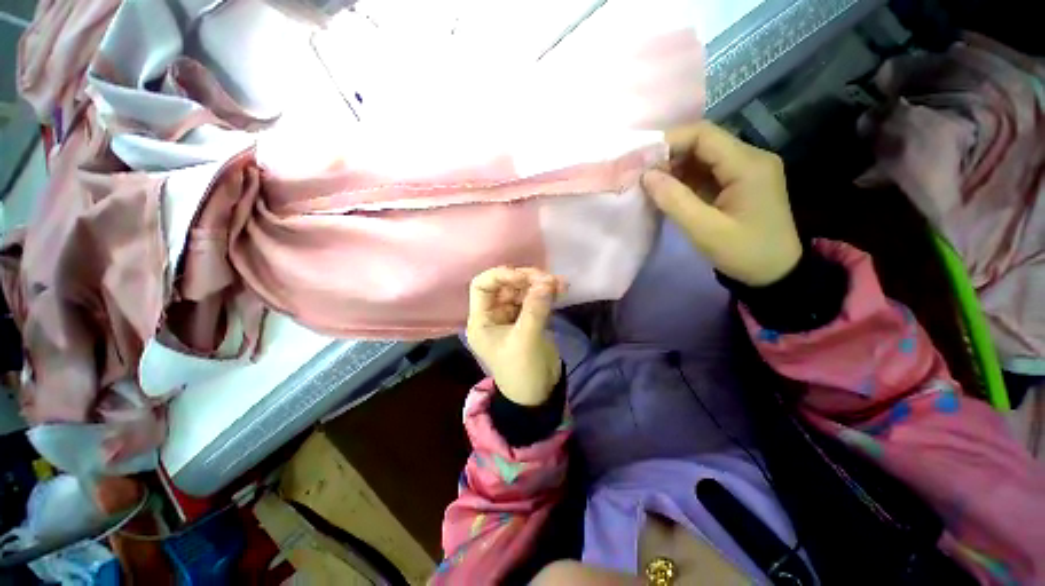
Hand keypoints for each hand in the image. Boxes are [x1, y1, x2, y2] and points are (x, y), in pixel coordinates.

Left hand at [466, 267, 565, 405]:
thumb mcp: (526, 341)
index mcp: (482, 320)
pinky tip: (561, 289)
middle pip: (506, 285)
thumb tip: (547, 281)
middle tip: (549, 280)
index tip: (524, 277)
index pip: (483, 285)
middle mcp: (494, 315)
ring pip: (523, 290)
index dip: (501, 276)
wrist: (539, 395)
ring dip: (540, 284)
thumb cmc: (522, 371)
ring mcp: (512, 316)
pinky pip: (535, 299)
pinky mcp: (529, 319)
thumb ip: (535, 309)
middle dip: (527, 279)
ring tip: (561, 284)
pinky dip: (547, 293)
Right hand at [641, 121, 801, 285]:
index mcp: (748, 165)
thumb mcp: (705, 231)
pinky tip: (668, 192)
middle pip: (704, 142)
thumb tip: (646, 175)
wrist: (775, 274)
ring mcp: (747, 170)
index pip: (704, 135)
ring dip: (675, 167)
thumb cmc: (744, 254)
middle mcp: (751, 158)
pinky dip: (685, 179)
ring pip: (704, 156)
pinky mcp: (740, 183)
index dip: (669, 141)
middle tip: (642, 174)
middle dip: (670, 155)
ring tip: (650, 184)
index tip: (641, 159)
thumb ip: (674, 201)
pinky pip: (708, 172)